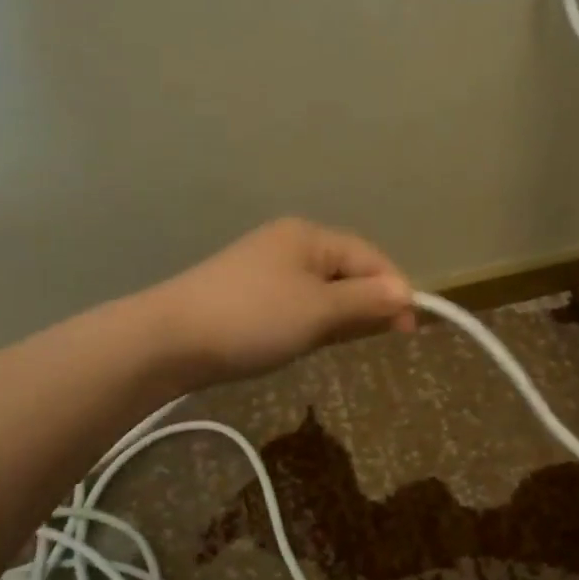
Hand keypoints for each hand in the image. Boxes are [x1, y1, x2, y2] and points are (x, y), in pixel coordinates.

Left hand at [148, 218, 415, 385]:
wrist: (169, 340)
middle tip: (383, 339)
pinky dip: (314, 320)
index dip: (394, 290)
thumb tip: (407, 293)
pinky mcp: (248, 294)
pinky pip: (298, 302)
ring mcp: (265, 269)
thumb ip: (365, 302)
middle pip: (346, 270)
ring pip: (322, 289)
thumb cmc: (253, 319)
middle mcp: (288, 244)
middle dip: (368, 303)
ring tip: (349, 342)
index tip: (409, 330)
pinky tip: (312, 340)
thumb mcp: (318, 312)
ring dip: (342, 314)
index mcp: (309, 237)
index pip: (369, 257)